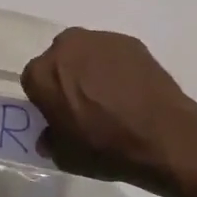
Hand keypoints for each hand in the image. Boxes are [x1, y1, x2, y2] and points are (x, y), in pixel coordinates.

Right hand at [20, 28, 196, 196]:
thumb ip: (51, 140)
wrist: (163, 136)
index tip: (58, 115)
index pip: (33, 82)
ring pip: (86, 53)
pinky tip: (131, 92)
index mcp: (43, 73)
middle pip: (58, 60)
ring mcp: (100, 39)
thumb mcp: (66, 157)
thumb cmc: (106, 148)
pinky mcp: (129, 41)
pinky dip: (116, 67)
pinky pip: (112, 54)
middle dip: (66, 77)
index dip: (45, 99)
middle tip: (83, 104)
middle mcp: (67, 47)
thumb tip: (50, 134)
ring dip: (90, 69)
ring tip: (111, 98)